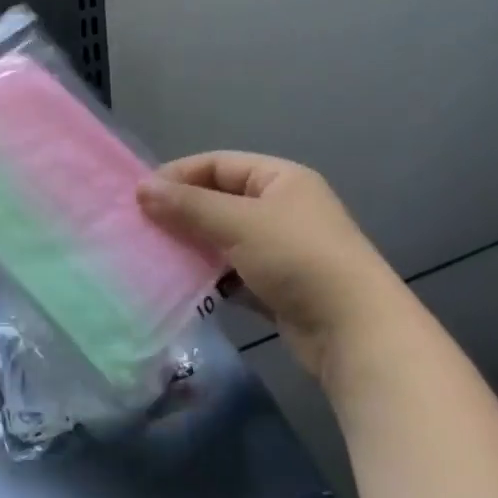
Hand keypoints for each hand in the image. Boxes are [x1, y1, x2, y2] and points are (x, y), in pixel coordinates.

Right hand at [137, 152, 406, 379]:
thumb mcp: (238, 223)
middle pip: (220, 200)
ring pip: (225, 238)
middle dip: (182, 212)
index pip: (218, 164)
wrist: (357, 333)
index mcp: (280, 178)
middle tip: (143, 226)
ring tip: (157, 255)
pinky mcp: (280, 287)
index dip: (179, 175)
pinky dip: (212, 276)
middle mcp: (283, 208)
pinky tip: (185, 286)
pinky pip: (235, 272)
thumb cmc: (297, 259)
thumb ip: (188, 205)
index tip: (141, 194)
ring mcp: (283, 249)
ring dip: (194, 245)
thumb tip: (141, 188)